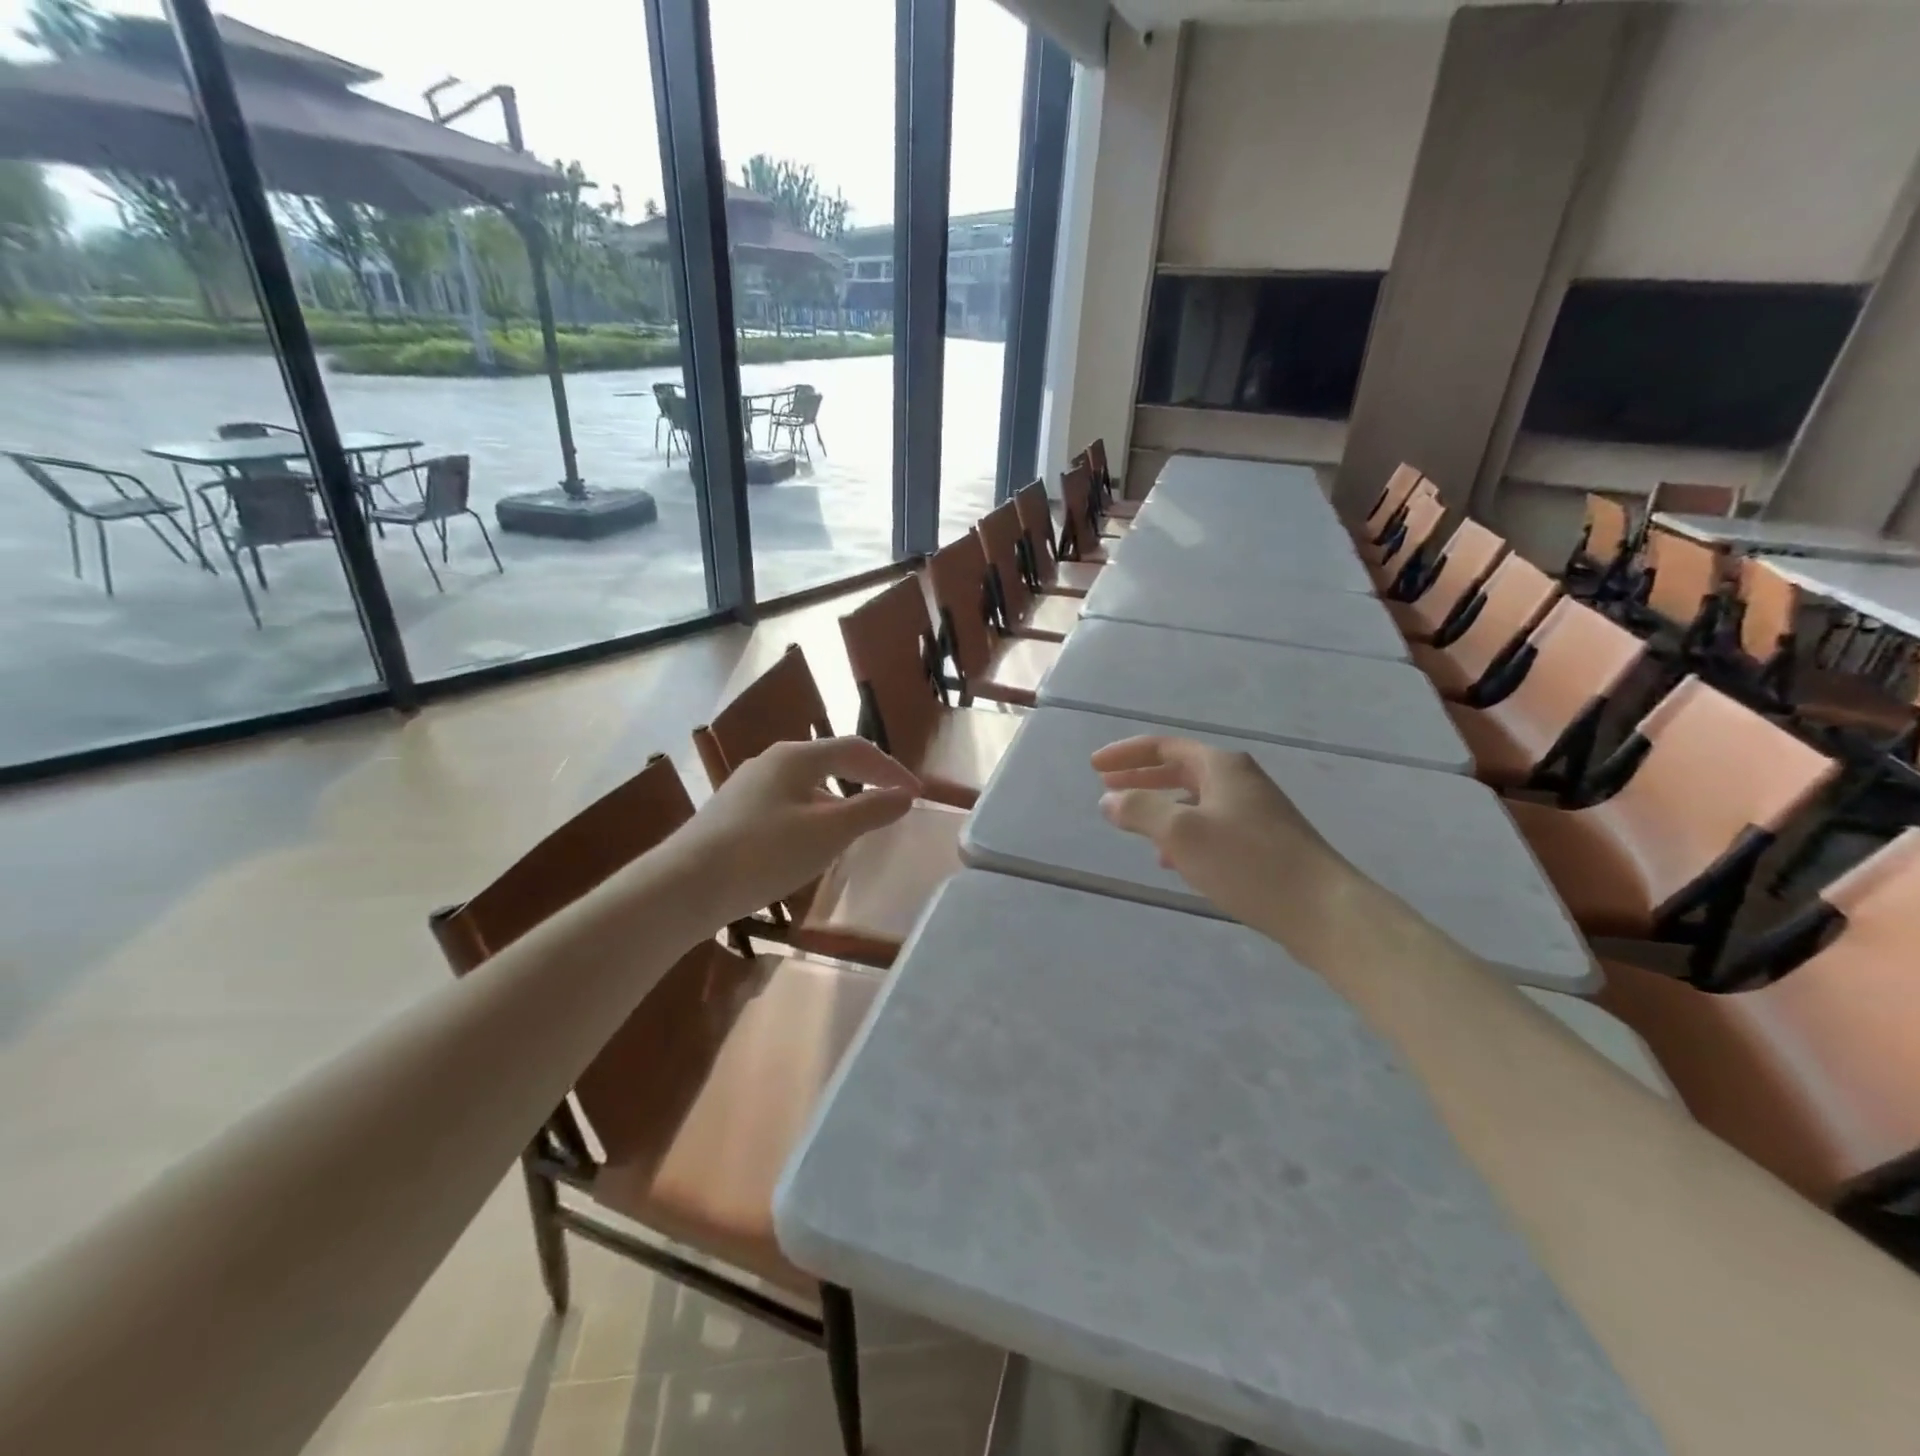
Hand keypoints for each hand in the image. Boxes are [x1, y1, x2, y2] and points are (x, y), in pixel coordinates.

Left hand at [665, 736, 920, 926]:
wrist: (684, 886)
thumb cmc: (764, 853)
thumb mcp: (828, 832)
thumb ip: (871, 810)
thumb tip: (904, 795)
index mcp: (796, 756)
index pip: (855, 749)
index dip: (890, 768)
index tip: (915, 794)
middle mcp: (770, 762)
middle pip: (829, 762)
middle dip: (864, 781)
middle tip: (888, 806)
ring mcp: (746, 788)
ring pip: (805, 787)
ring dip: (837, 802)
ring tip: (854, 831)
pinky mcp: (731, 814)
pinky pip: (785, 806)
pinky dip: (811, 818)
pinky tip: (808, 847)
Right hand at [1091, 736, 1356, 943]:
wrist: (1323, 910)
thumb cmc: (1248, 863)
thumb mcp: (1182, 834)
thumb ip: (1140, 811)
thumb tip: (1108, 800)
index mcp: (1221, 767)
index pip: (1163, 747)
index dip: (1125, 754)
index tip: (1093, 767)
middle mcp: (1239, 780)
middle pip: (1179, 769)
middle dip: (1140, 778)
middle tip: (1106, 790)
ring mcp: (1255, 811)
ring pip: (1194, 800)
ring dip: (1160, 807)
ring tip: (1133, 825)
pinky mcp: (1263, 843)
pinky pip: (1210, 826)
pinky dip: (1183, 833)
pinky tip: (1174, 860)